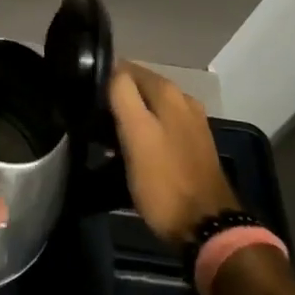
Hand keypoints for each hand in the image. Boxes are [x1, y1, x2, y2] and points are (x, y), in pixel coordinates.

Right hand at [108, 62, 239, 246]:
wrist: (207, 227)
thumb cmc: (164, 181)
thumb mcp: (136, 134)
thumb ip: (122, 95)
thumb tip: (110, 67)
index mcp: (168, 91)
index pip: (125, 68)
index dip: (103, 81)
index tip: (86, 102)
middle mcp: (183, 99)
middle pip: (138, 88)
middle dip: (115, 100)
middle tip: (93, 123)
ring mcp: (191, 123)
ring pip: (148, 109)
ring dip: (129, 119)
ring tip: (107, 140)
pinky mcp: (192, 146)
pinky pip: (159, 128)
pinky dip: (144, 133)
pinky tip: (132, 152)